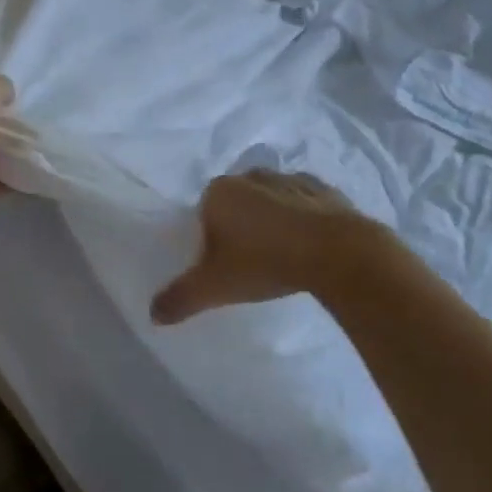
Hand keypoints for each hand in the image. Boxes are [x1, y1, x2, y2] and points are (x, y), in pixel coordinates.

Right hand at [151, 169, 365, 323]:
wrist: (338, 254)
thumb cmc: (264, 263)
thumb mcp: (215, 287)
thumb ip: (180, 298)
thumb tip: (153, 315)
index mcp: (219, 192)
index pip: (203, 212)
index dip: (210, 239)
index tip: (223, 264)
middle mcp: (251, 177)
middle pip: (237, 203)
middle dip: (240, 226)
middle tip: (250, 262)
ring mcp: (291, 179)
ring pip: (271, 201)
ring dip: (272, 221)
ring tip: (281, 255)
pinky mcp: (327, 190)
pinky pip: (305, 204)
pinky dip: (304, 219)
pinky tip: (309, 246)